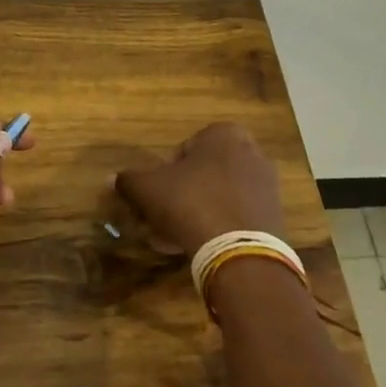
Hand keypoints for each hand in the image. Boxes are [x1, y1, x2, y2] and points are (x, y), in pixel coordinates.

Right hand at [114, 122, 285, 257]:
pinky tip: (194, 248)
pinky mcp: (273, 217)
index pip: (182, 150)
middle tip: (159, 219)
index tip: (153, 198)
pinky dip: (215, 228)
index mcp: (224, 134)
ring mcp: (266, 186)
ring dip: (193, 215)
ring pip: (216, 197)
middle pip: (201, 175)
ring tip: (171, 240)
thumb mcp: (147, 188)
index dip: (162, 175)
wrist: (239, 252)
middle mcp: (251, 152)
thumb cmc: (190, 203)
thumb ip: (128, 180)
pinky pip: (234, 217)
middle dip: (178, 197)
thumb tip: (112, 179)